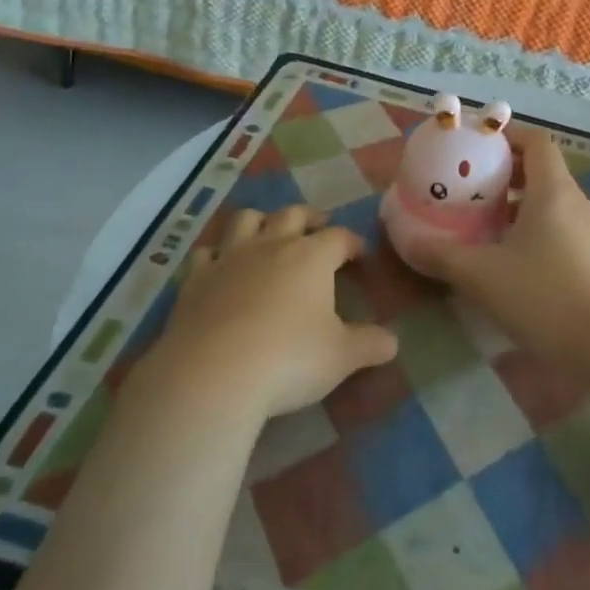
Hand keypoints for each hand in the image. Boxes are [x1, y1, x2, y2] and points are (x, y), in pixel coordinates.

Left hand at [151, 205, 398, 420]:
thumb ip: (370, 345)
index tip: (359, 254)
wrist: (213, 374)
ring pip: (245, 220)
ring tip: (268, 231)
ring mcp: (229, 258)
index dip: (352, 243)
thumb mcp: (342, 358)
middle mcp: (271, 246)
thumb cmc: (289, 360)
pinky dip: (216, 254)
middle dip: (309, 217)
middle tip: (318, 225)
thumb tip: (393, 342)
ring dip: (260, 221)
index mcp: (311, 257)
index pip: (339, 237)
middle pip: (292, 214)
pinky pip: (206, 253)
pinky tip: (219, 265)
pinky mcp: (196, 279)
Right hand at [412, 127, 589, 355]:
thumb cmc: (546, 296)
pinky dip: (533, 231)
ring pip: (549, 203)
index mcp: (553, 190)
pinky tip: (509, 260)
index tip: (476, 147)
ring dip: (517, 205)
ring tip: (482, 223)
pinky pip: (559, 229)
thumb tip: (406, 240)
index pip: (536, 140)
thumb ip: (442, 255)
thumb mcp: (483, 275)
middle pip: (541, 170)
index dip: (507, 135)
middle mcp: (575, 202)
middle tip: (468, 187)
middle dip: (504, 173)